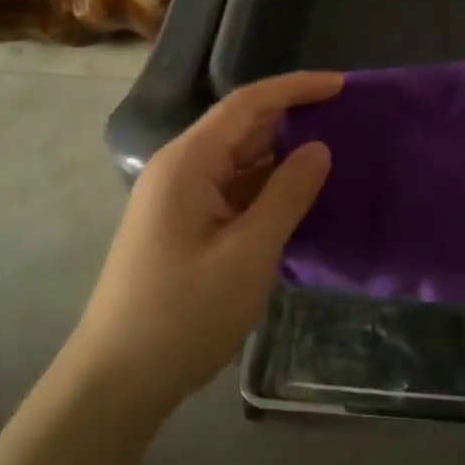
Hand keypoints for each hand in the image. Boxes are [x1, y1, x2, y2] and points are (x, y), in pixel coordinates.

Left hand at [72, 72, 340, 410]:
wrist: (117, 379)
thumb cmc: (183, 314)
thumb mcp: (248, 254)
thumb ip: (287, 195)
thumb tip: (319, 148)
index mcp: (188, 162)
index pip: (247, 104)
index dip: (295, 88)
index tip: (341, 85)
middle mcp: (180, 169)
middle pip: (241, 128)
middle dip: (292, 118)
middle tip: (346, 119)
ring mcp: (179, 199)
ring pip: (238, 162)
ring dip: (281, 156)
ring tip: (334, 153)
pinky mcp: (184, 226)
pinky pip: (232, 191)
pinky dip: (266, 188)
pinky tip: (299, 197)